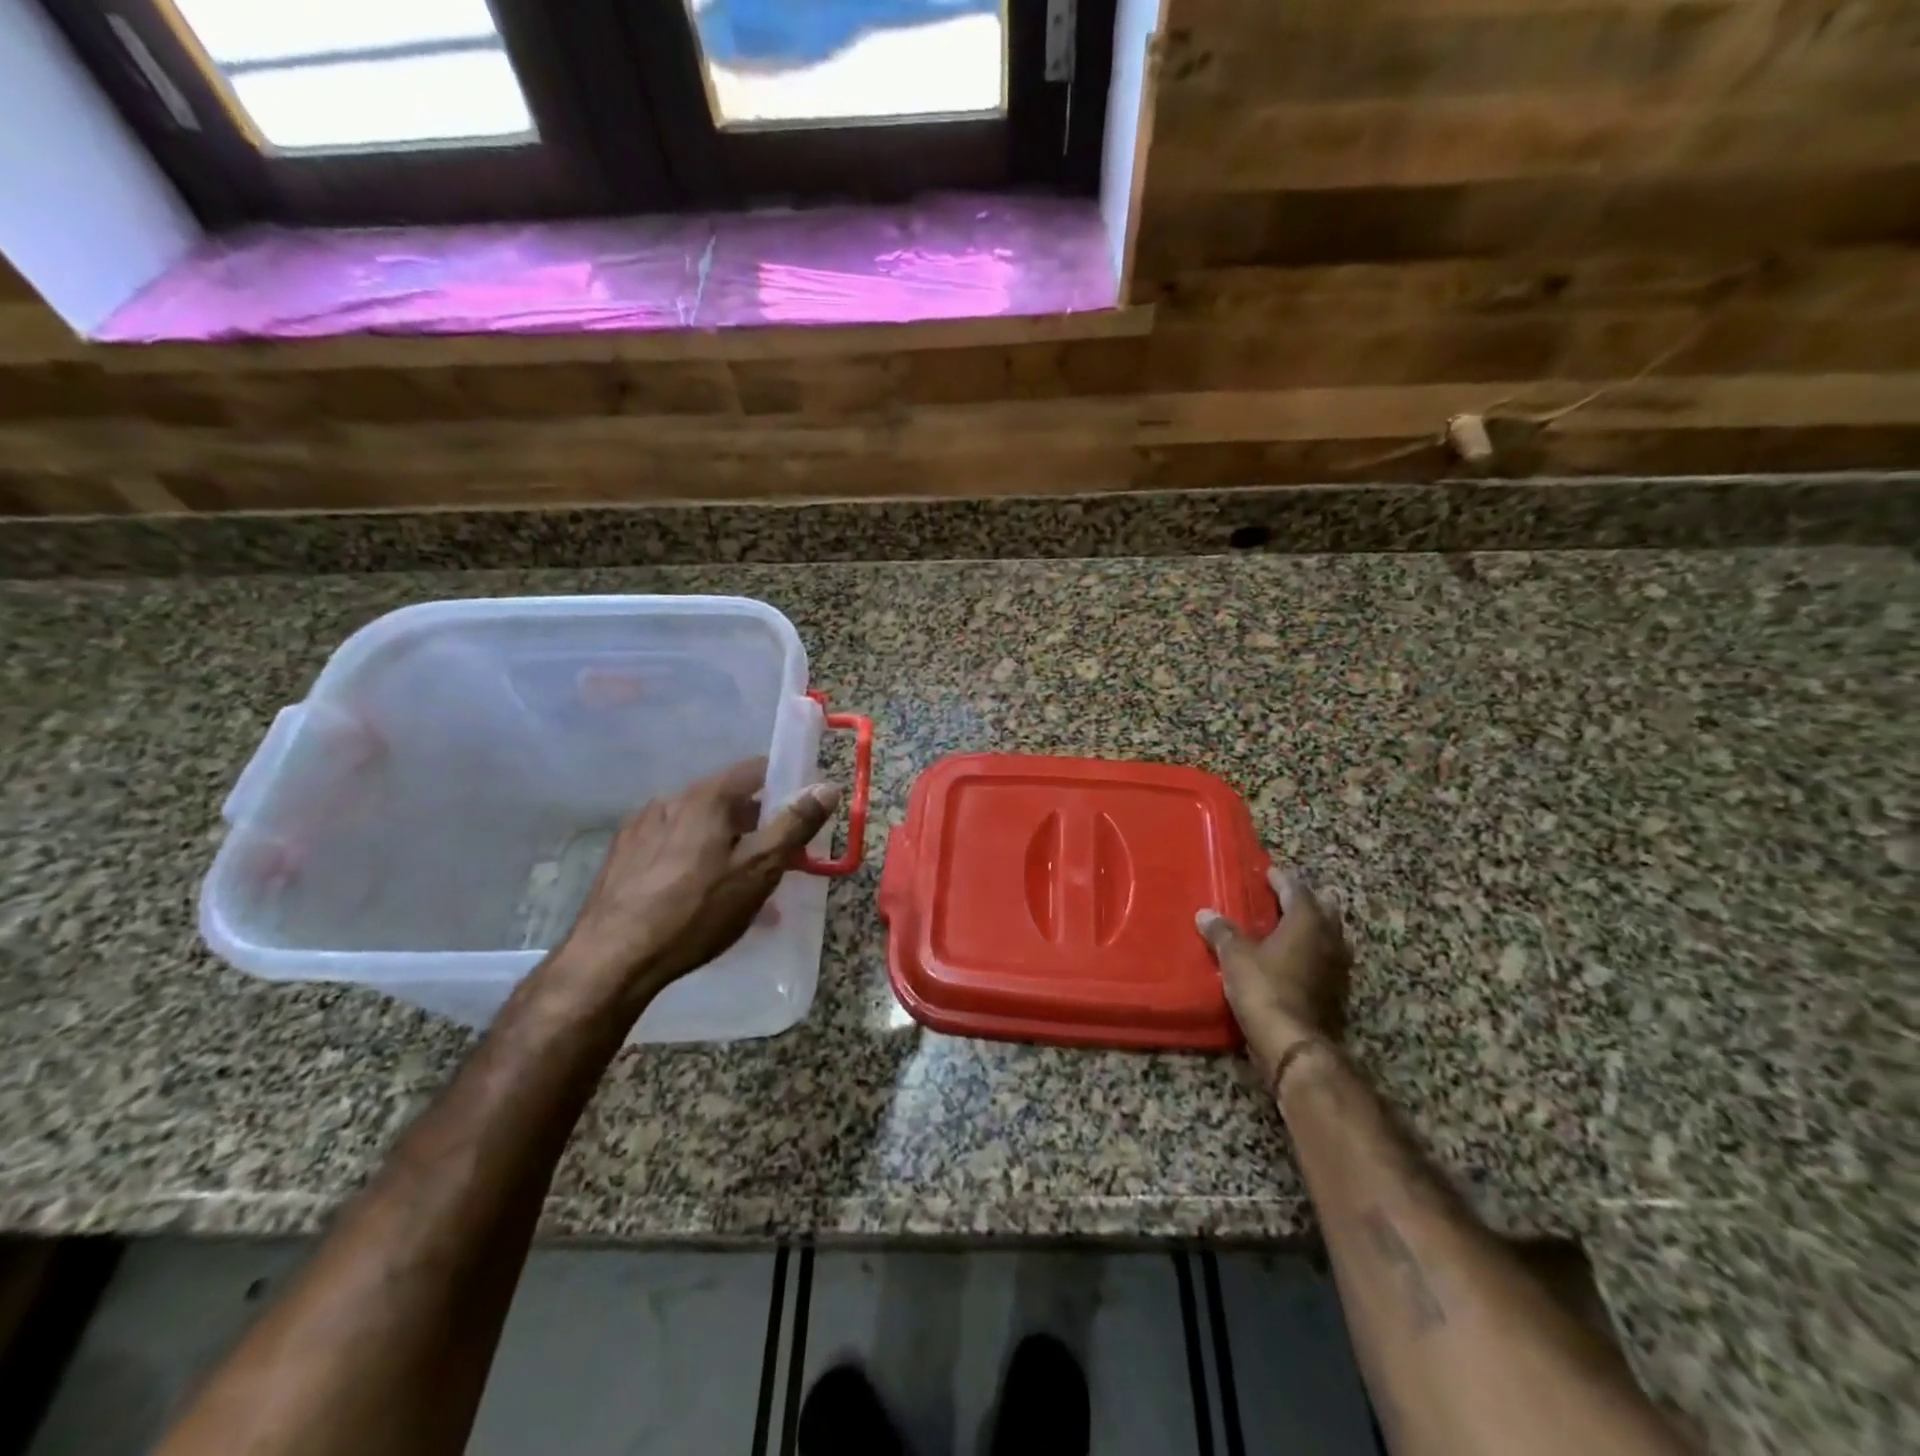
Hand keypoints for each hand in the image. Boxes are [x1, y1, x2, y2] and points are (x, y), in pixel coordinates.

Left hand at [541, 759, 840, 1019]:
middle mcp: (671, 800)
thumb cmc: (695, 911)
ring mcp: (641, 827)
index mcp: (706, 796)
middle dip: (758, 824)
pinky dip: (696, 860)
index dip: (786, 785)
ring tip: (740, 887)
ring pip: (700, 826)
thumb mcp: (758, 870)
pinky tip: (699, 897)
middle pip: (728, 799)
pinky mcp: (622, 855)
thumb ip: (794, 824)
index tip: (802, 815)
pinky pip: (673, 846)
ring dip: (727, 845)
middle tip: (778, 861)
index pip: (757, 768)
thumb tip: (826, 786)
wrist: (611, 959)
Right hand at [1195, 868, 1352, 1088]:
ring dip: (1313, 930)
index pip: (1297, 890)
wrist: (1293, 1044)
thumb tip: (1205, 914)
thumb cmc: (1265, 988)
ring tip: (1288, 929)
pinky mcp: (1336, 994)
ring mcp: (1337, 969)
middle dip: (1306, 902)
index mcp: (1307, 923)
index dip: (1281, 880)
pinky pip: (1325, 963)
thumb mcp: (1235, 957)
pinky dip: (1311, 956)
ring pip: (1329, 938)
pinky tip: (1293, 962)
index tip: (1268, 873)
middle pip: (1324, 911)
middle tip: (1285, 898)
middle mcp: (1330, 940)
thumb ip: (1222, 933)